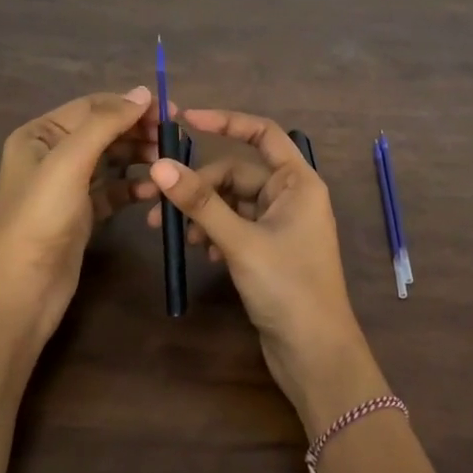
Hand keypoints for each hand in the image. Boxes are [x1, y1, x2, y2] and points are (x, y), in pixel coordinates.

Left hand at [0, 87, 156, 351]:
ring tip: (167, 164)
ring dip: (140, 158)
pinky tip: (153, 192)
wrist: (22, 289)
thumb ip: (106, 123)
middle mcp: (51, 155)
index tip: (171, 112)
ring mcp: (66, 187)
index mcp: (39, 134)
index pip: (93, 107)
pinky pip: (113, 191)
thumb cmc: (41, 217)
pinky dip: (133, 188)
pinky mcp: (81, 215)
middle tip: (174, 140)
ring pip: (112, 161)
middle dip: (138, 132)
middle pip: (104, 132)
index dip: (131, 105)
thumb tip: (143, 92)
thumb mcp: (70, 161)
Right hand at [140, 108, 386, 435]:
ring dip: (204, 214)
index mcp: (298, 182)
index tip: (185, 120)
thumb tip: (159, 165)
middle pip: (238, 173)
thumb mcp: (240, 241)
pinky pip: (236, 227)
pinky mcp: (270, 250)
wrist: (314, 352)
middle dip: (200, 187)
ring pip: (233, 203)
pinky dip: (215, 234)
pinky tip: (202, 254)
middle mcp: (292, 196)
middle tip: (158, 206)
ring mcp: (282, 224)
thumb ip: (200, 203)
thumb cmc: (287, 287)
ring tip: (178, 237)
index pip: (263, 133)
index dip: (226, 122)